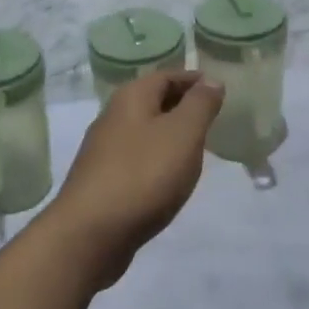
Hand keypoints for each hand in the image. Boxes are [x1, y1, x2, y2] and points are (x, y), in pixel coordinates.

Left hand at [44, 71, 223, 286]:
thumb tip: (211, 80)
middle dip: (182, 105)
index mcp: (131, 98)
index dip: (193, 80)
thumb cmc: (143, 174)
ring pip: (144, 131)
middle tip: (212, 119)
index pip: (166, 75)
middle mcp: (113, 116)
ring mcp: (104, 150)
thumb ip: (200, 105)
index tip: (219, 91)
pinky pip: (136, 158)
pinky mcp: (102, 180)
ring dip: (169, 134)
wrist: (90, 233)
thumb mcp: (183, 133)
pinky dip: (156, 159)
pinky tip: (169, 178)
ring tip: (196, 148)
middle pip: (153, 101)